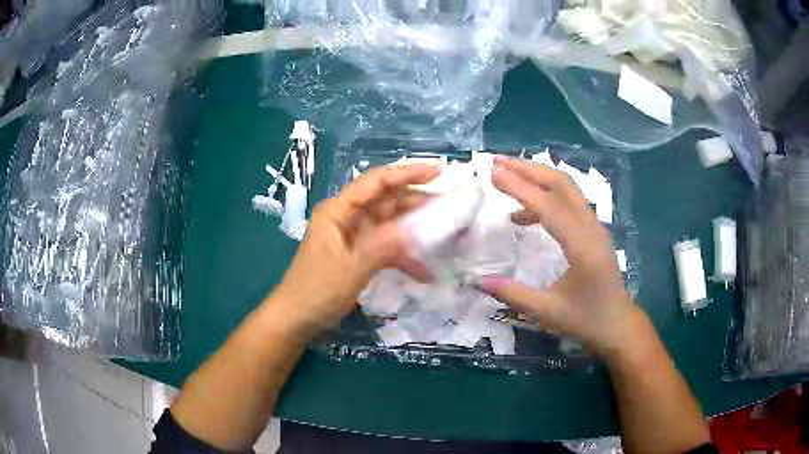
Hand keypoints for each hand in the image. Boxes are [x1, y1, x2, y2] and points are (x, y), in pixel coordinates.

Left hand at [272, 164, 439, 335]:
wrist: (297, 319)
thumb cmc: (316, 290)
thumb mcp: (351, 267)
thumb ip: (383, 245)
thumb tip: (416, 229)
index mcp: (338, 210)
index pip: (376, 182)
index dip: (407, 173)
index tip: (437, 172)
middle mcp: (347, 217)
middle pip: (386, 201)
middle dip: (417, 202)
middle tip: (449, 205)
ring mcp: (354, 237)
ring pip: (390, 224)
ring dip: (415, 230)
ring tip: (446, 232)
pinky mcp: (359, 255)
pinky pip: (386, 248)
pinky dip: (404, 257)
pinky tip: (424, 271)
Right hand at [480, 156, 640, 355]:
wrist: (617, 323)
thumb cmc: (586, 319)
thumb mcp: (548, 312)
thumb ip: (513, 294)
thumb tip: (477, 280)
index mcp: (582, 246)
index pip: (548, 206)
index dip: (520, 187)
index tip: (493, 173)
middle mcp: (590, 227)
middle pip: (561, 183)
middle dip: (528, 168)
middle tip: (497, 161)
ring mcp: (593, 225)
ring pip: (566, 188)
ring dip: (537, 176)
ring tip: (506, 176)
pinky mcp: (591, 229)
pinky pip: (567, 202)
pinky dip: (544, 197)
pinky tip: (522, 214)